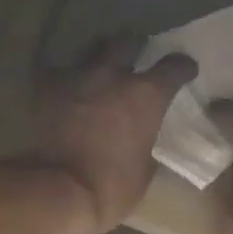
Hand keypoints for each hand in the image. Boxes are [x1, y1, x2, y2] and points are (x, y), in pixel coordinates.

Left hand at [26, 34, 196, 233]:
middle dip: (135, 47)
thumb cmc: (111, 188)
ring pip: (91, 51)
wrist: (59, 191)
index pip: (174, 66)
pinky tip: (66, 90)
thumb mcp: (144, 172)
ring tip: (100, 70)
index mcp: (146, 96)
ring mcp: (77, 79)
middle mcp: (113, 76)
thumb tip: (146, 142)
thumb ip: (148, 146)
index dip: (183, 67)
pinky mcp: (46, 90)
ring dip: (99, 58)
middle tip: (137, 56)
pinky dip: (65, 80)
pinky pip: (57, 74)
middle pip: (127, 42)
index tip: (186, 71)